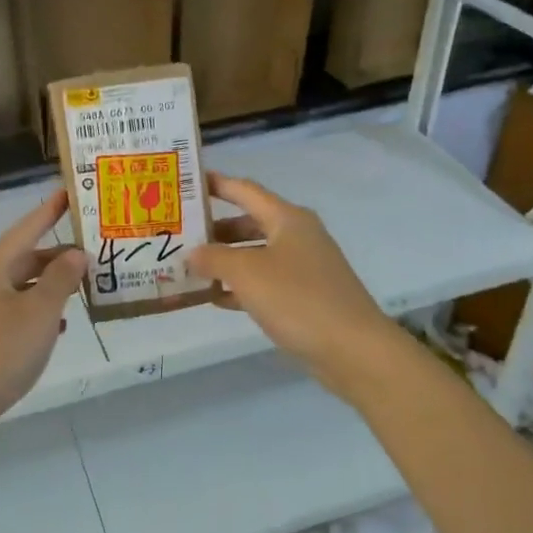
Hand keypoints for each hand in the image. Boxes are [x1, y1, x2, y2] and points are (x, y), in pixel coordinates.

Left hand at [0, 189, 86, 433]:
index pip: (27, 227)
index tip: (70, 193)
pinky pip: (12, 313)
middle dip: (58, 257)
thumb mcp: (39, 312)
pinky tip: (58, 327)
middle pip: (25, 258)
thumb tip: (75, 254)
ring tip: (84, 289)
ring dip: (50, 287)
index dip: (51, 211)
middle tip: (94, 254)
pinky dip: (36, 314)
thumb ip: (61, 280)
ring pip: (20, 287)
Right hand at [186, 172, 402, 395]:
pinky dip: (240, 286)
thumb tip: (192, 253)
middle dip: (215, 228)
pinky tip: (215, 298)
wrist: (353, 349)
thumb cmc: (298, 299)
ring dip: (225, 260)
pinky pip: (265, 282)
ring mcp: (304, 267)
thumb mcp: (247, 273)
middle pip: (249, 222)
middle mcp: (297, 236)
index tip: (185, 183)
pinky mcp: (305, 296)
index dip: (216, 184)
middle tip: (180, 234)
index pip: (245, 190)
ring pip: (256, 254)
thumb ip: (214, 258)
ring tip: (189, 267)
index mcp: (287, 218)